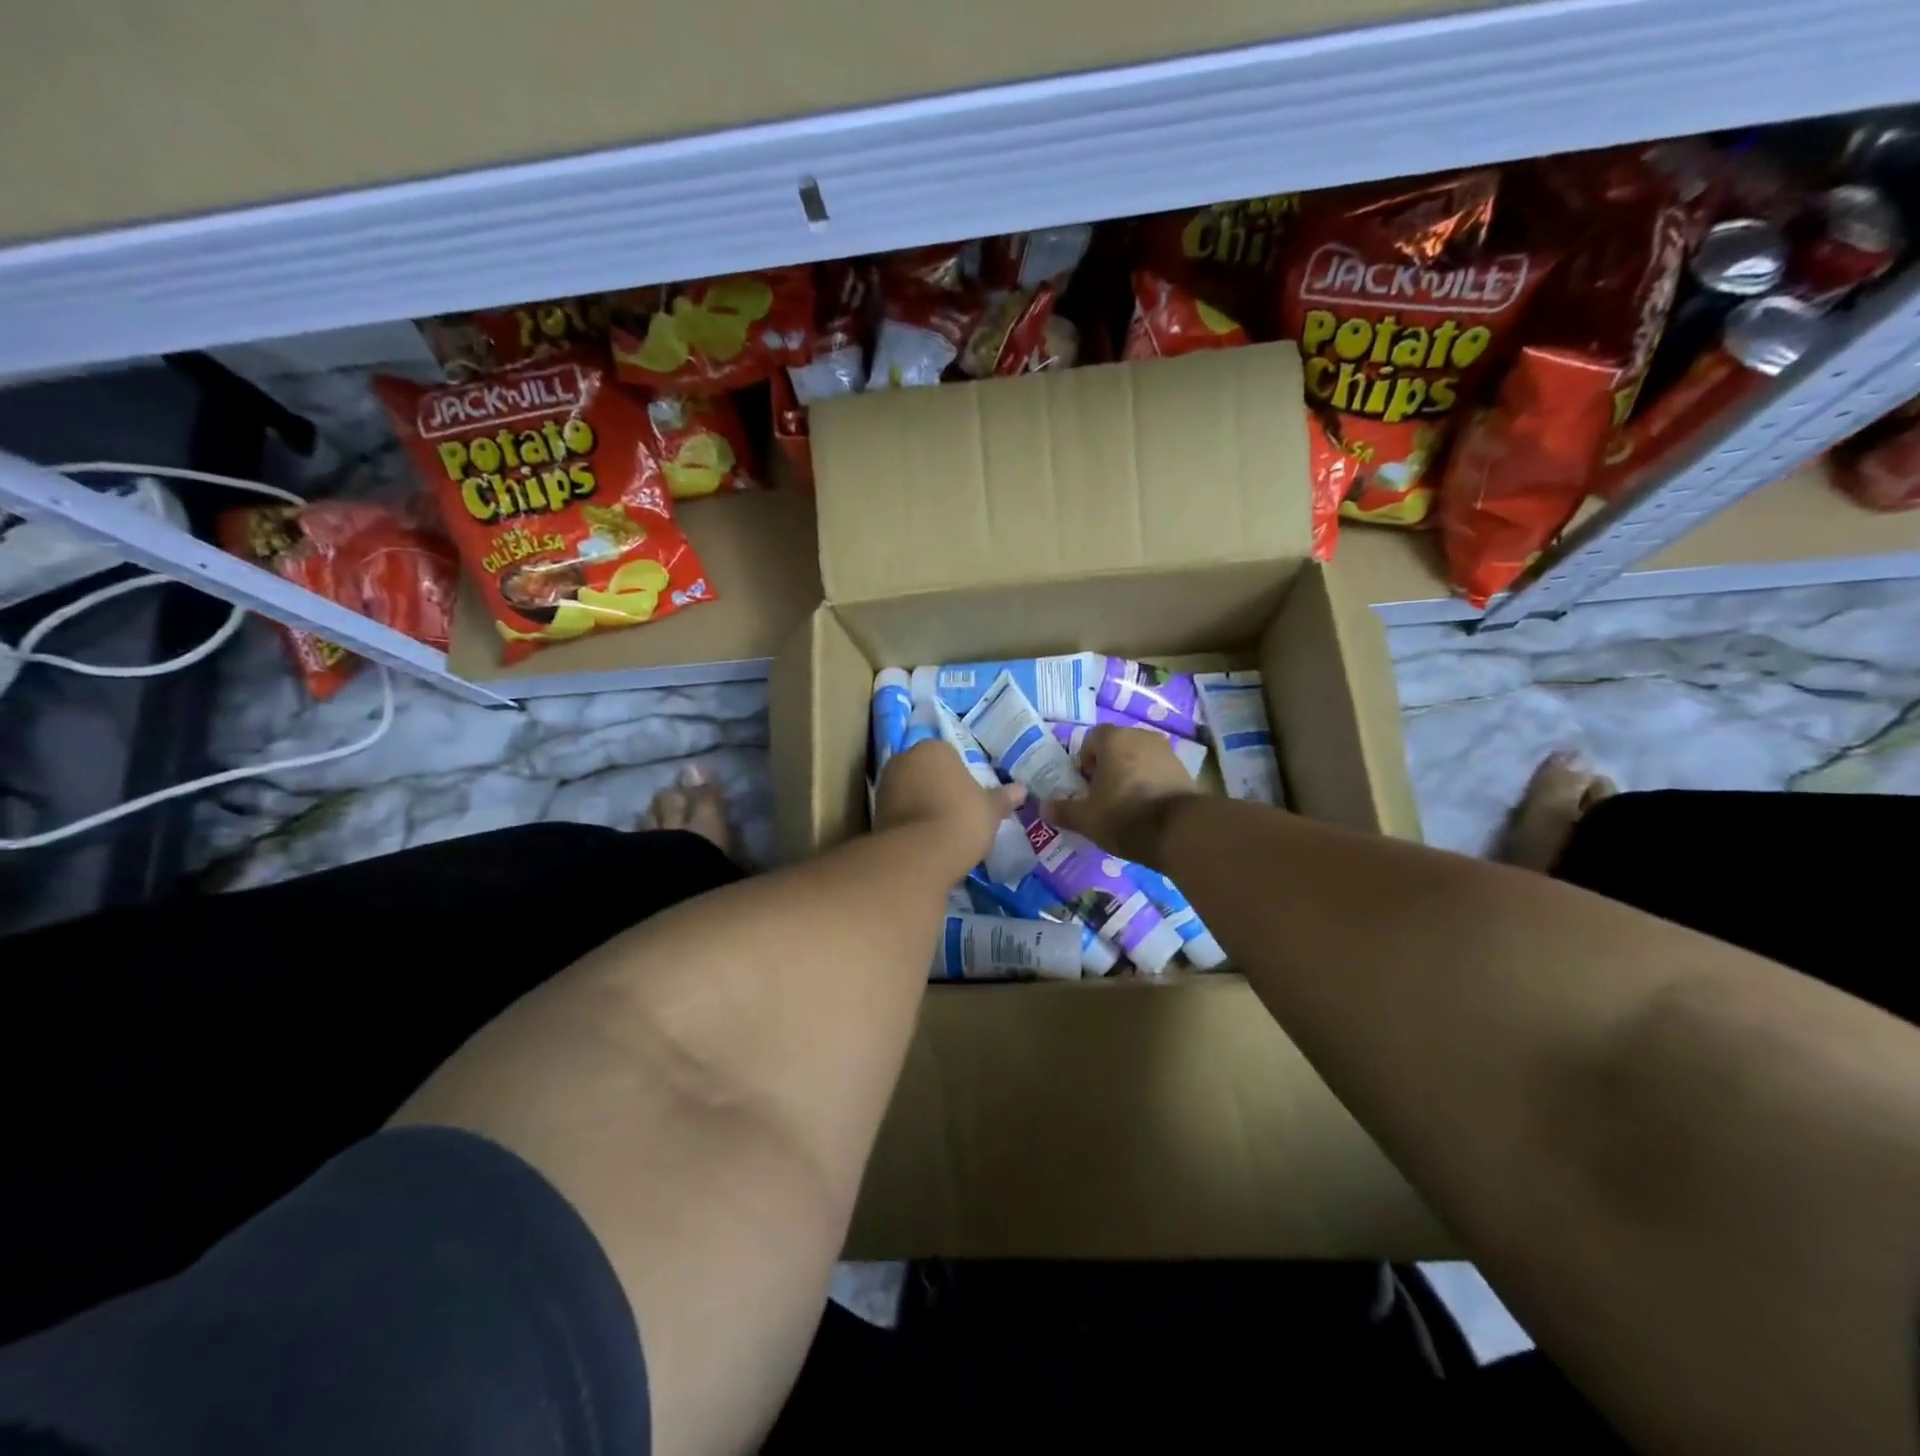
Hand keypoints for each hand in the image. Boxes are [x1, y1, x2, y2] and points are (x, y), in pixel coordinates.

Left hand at [875, 740, 1026, 871]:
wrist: (919, 855)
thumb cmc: (961, 819)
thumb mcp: (990, 810)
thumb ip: (1003, 798)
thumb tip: (1021, 790)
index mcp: (934, 748)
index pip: (950, 755)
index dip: (962, 777)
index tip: (971, 798)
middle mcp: (904, 759)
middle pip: (926, 771)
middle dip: (938, 788)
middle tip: (958, 813)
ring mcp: (885, 785)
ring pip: (910, 791)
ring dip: (922, 805)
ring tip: (942, 831)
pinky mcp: (874, 813)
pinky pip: (899, 813)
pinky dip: (910, 823)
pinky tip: (925, 842)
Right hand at [1044, 725, 1197, 867]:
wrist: (1181, 830)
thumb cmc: (1124, 815)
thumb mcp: (1086, 819)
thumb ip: (1064, 810)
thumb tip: (1044, 808)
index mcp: (1113, 739)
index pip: (1091, 739)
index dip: (1084, 762)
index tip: (1085, 786)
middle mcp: (1140, 736)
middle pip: (1116, 747)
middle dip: (1107, 768)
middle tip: (1102, 796)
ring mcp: (1166, 751)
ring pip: (1138, 759)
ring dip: (1129, 775)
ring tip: (1125, 805)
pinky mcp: (1184, 769)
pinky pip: (1157, 772)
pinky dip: (1150, 784)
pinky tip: (1147, 809)